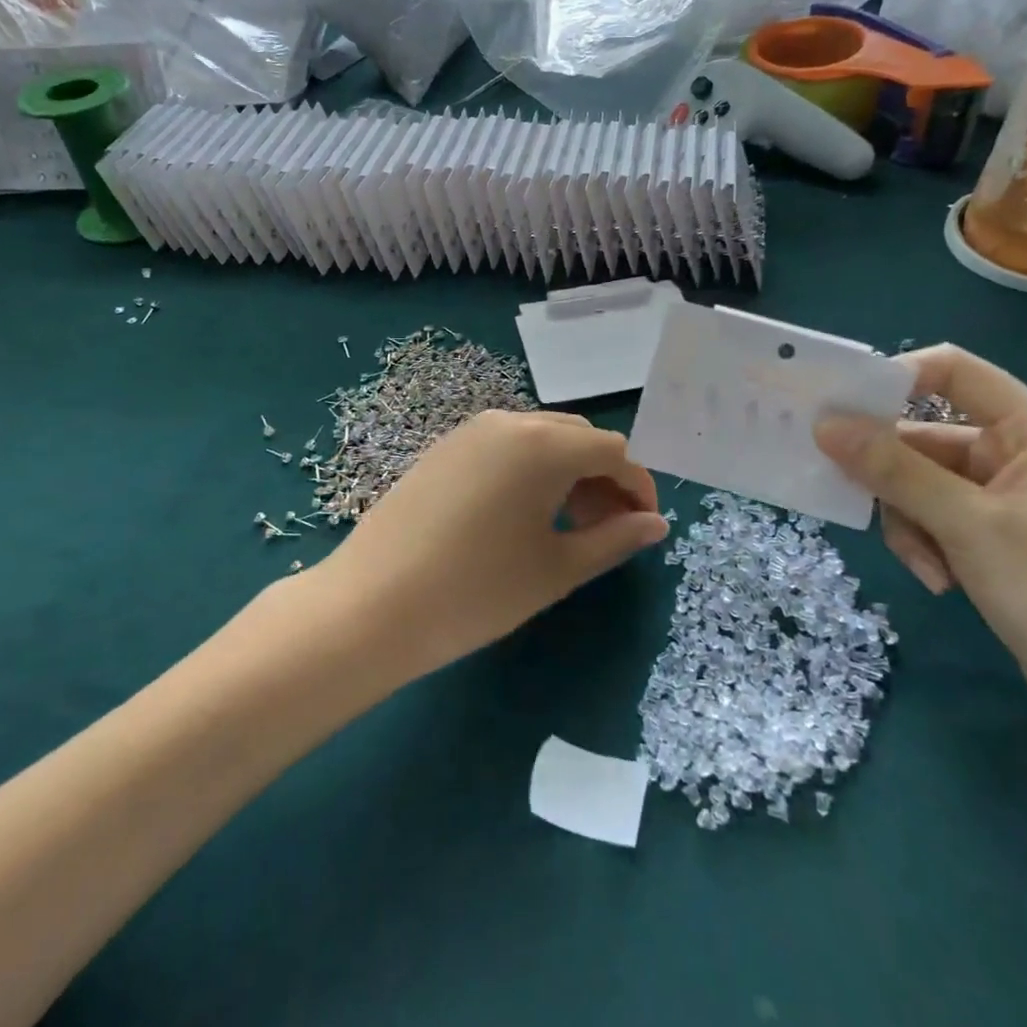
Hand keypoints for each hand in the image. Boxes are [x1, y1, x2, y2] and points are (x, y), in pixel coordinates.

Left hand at [321, 411, 667, 680]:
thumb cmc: (476, 591)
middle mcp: (510, 421)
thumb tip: (656, 525)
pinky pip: (505, 446)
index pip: (614, 452)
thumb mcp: (556, 569)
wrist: (370, 605)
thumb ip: (615, 540)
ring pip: (541, 439)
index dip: (638, 488)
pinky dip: (531, 470)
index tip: (644, 529)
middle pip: (579, 438)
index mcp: (544, 444)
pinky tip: (521, 515)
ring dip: (568, 473)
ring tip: (568, 526)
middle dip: (604, 479)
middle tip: (608, 530)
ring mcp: (471, 431)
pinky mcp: (444, 447)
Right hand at [814, 345, 1026, 721]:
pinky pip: (933, 513)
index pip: (950, 371)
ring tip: (928, 565)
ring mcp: (1003, 491)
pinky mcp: (992, 528)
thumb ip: (893, 470)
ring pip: (918, 480)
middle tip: (858, 499)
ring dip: (909, 520)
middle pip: (924, 435)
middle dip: (893, 478)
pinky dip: (926, 541)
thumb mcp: (966, 525)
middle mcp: (1017, 449)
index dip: (893, 378)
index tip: (840, 410)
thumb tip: (824, 425)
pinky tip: (941, 579)